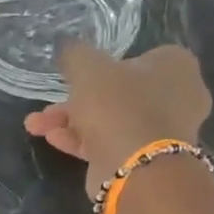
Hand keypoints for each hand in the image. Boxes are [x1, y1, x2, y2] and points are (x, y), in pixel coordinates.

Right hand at [23, 44, 211, 196]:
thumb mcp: (88, 68)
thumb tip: (65, 44)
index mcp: (176, 66)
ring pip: (110, 120)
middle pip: (118, 93)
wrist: (136, 169)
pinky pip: (110, 143)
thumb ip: (74, 53)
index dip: (103, 67)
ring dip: (71, 122)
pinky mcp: (145, 160)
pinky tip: (52, 139)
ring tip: (36, 125)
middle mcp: (177, 97)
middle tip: (48, 107)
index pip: (137, 58)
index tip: (77, 77)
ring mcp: (162, 132)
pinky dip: (82, 140)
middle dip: (75, 101)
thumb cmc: (119, 106)